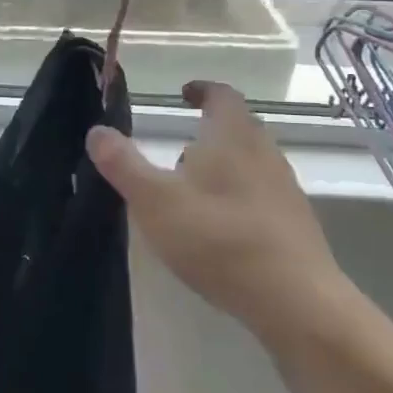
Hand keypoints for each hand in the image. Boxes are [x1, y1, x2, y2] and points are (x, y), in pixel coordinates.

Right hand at [86, 79, 347, 325]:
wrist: (296, 302)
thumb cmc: (218, 239)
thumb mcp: (155, 201)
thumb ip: (123, 164)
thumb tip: (97, 130)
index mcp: (232, 136)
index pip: (222, 95)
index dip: (202, 90)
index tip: (184, 94)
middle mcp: (264, 153)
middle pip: (238, 129)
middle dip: (208, 134)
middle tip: (176, 152)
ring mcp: (284, 190)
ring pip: (249, 164)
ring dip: (221, 169)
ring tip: (190, 194)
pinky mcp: (294, 225)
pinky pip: (260, 196)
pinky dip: (236, 199)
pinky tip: (217, 230)